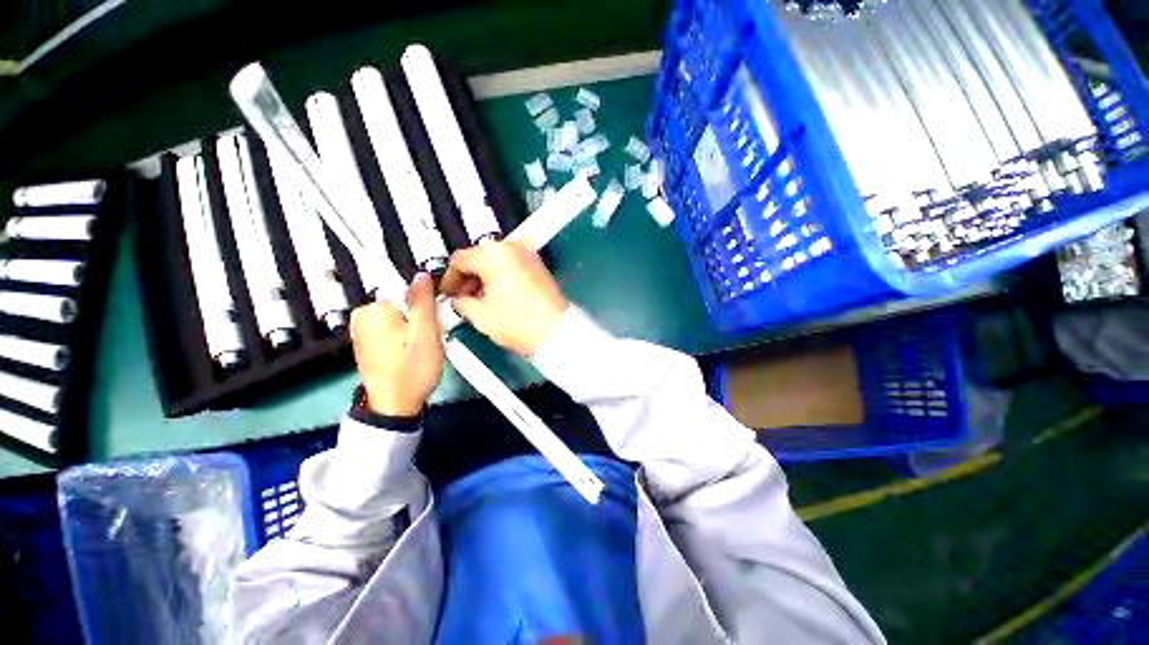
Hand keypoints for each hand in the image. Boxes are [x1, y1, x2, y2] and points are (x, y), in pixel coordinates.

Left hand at [349, 273, 444, 415]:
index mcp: (373, 310)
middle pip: (402, 300)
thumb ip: (423, 302)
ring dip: (415, 325)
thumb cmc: (412, 370)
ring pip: (400, 314)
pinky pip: (392, 325)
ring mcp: (361, 329)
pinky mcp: (366, 341)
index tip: (436, 317)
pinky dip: (405, 333)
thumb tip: (421, 275)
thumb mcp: (426, 334)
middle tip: (430, 336)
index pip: (407, 287)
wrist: (394, 406)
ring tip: (422, 345)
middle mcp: (362, 315)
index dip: (427, 300)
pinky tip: (412, 350)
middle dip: (421, 314)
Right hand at [439, 241, 567, 355]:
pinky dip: (501, 276)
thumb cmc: (520, 323)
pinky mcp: (538, 265)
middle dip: (468, 277)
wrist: (555, 331)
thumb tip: (459, 299)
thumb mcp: (479, 315)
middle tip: (463, 297)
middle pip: (478, 256)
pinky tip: (499, 295)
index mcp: (493, 254)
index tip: (448, 292)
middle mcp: (511, 247)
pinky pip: (511, 264)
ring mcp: (528, 255)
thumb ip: (460, 302)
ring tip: (481, 299)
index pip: (458, 259)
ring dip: (484, 276)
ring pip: (495, 259)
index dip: (448, 278)